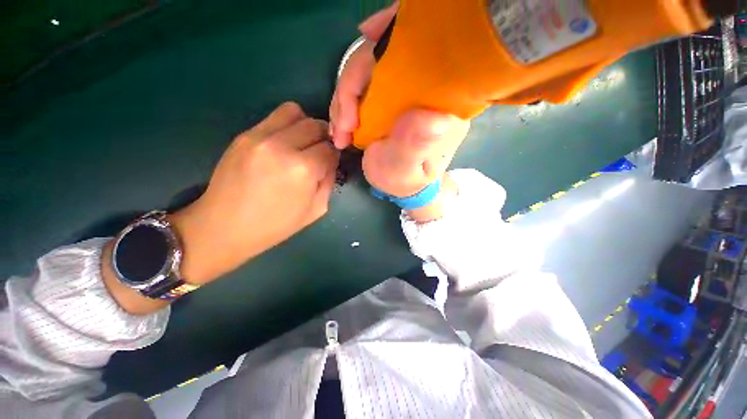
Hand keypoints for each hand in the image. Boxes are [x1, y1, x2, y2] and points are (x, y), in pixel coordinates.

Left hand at [171, 102, 338, 283]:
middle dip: (324, 137)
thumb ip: (329, 181)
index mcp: (303, 169)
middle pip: (315, 125)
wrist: (224, 227)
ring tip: (302, 143)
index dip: (333, 156)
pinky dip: (286, 126)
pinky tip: (283, 145)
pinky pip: (274, 117)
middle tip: (320, 151)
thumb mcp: (316, 209)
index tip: (330, 163)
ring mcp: (259, 136)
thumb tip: (331, 161)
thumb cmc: (276, 225)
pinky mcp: (244, 135)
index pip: (330, 149)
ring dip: (305, 125)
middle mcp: (282, 146)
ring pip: (294, 111)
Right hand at [330, 6, 469, 221]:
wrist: (402, 184)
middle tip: (343, 126)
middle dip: (353, 86)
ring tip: (340, 134)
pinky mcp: (385, 99)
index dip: (395, 33)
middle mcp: (423, 88)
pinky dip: (344, 103)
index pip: (424, 49)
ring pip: (366, 72)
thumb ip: (414, 146)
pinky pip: (359, 86)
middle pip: (384, 58)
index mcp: (440, 101)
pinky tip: (341, 126)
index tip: (366, 41)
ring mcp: (401, 91)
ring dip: (343, 100)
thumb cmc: (408, 179)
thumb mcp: (408, 170)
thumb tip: (422, 114)